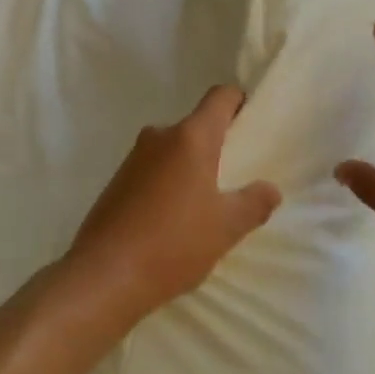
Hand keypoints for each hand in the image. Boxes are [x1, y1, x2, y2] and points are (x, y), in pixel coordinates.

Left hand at [63, 85, 281, 327]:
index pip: (219, 98)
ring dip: (190, 168)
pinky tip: (173, 220)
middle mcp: (159, 137)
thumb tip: (270, 189)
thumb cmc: (174, 243)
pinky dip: (168, 185)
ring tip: (206, 205)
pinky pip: (153, 171)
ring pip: (173, 151)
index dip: (238, 102)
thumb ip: (254, 203)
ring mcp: (133, 159)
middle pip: (196, 126)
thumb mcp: (226, 227)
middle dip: (217, 145)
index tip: (251, 123)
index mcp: (190, 137)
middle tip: (236, 177)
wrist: (104, 276)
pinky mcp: (116, 182)